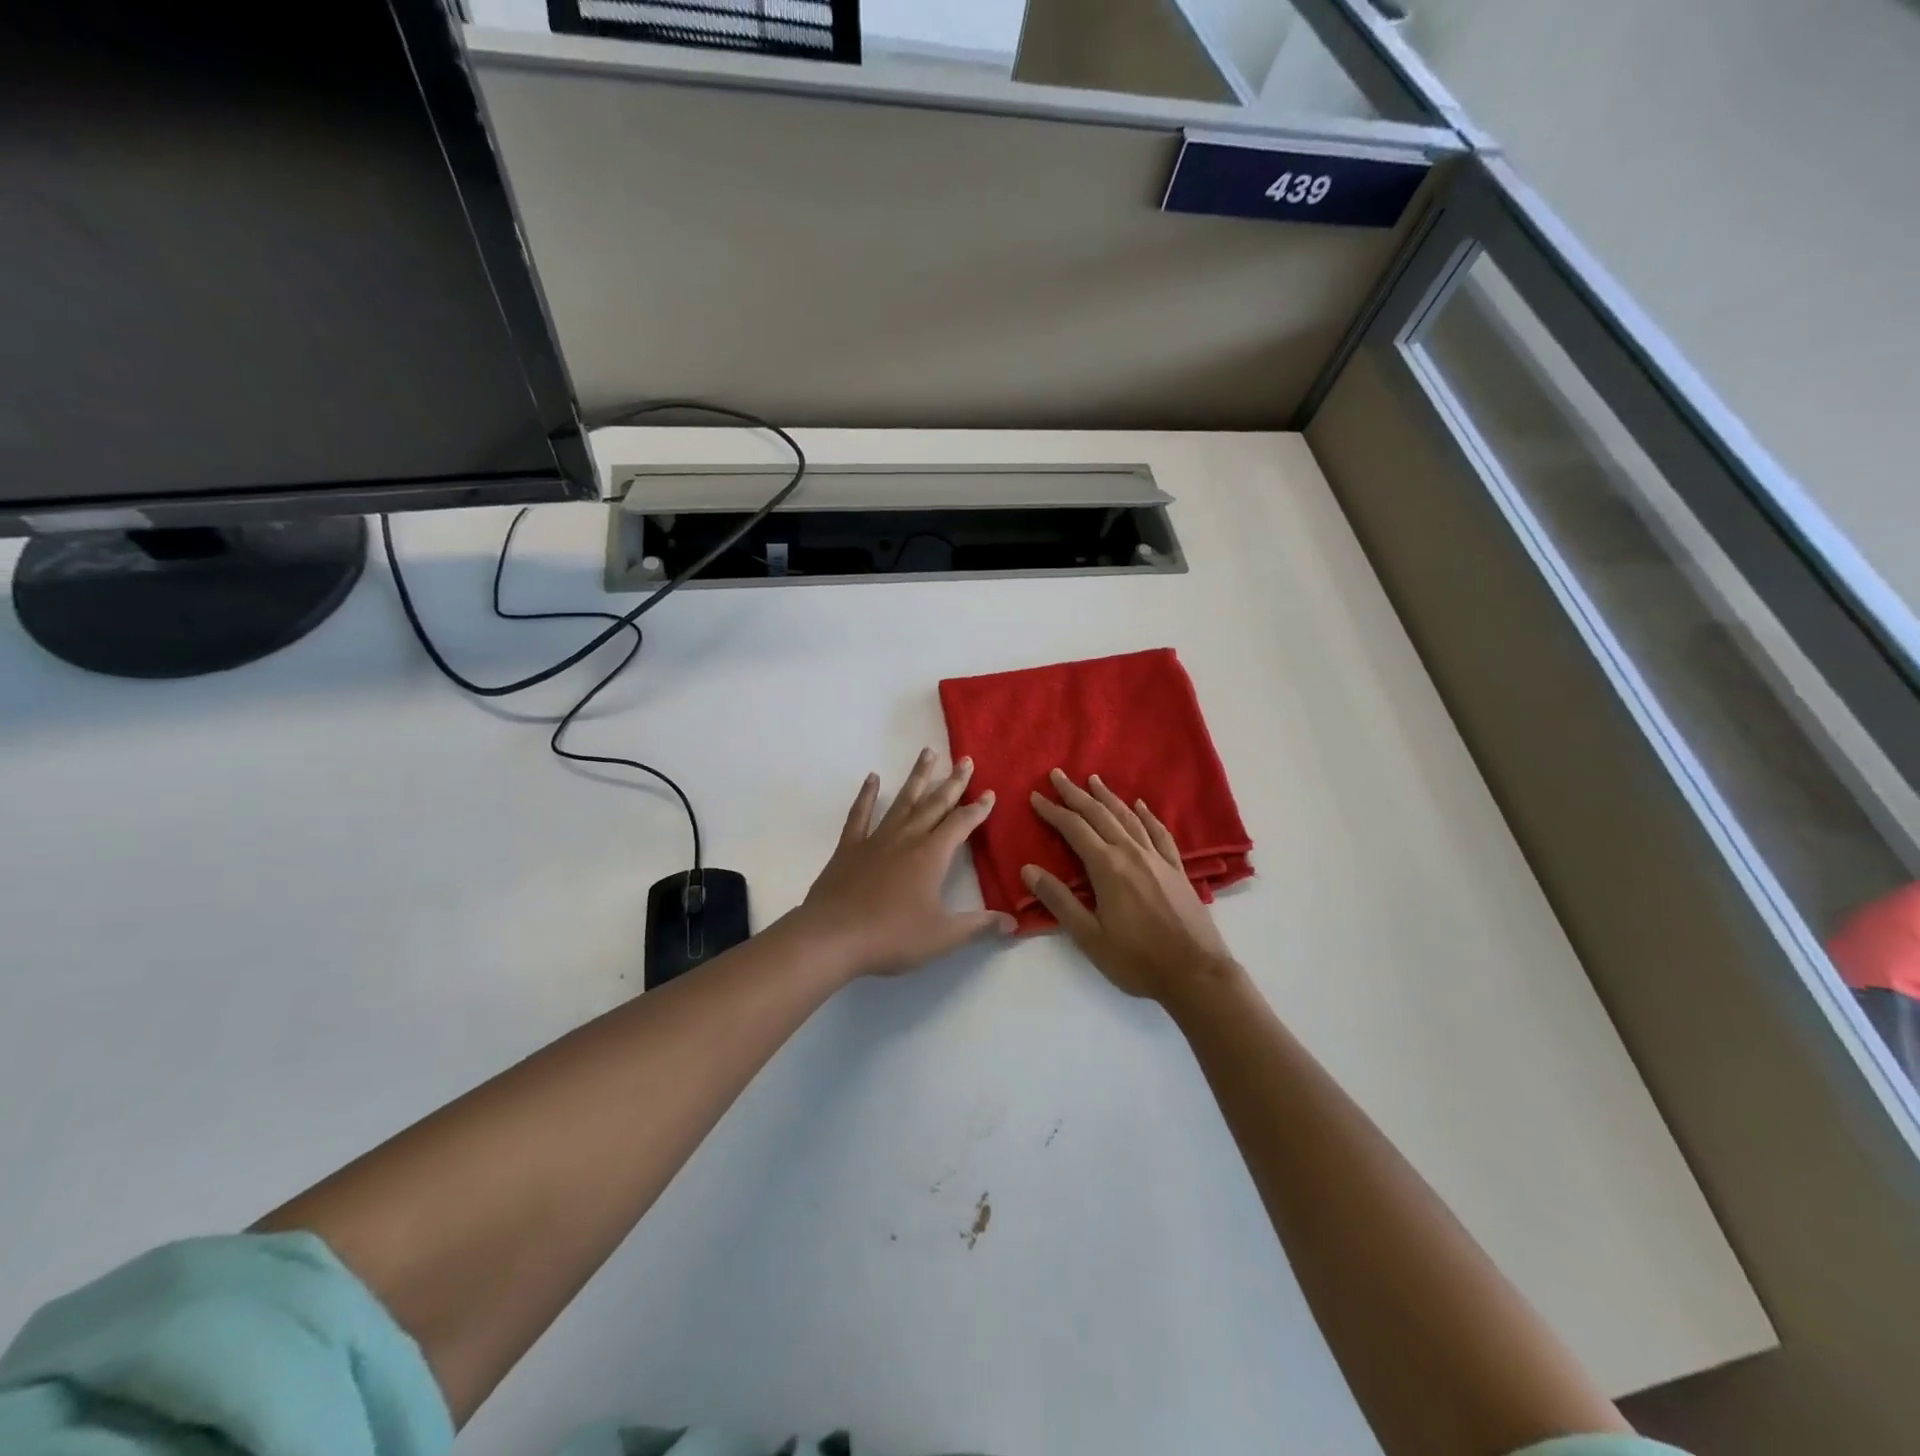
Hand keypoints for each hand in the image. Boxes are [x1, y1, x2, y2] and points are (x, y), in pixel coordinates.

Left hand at [794, 750, 1015, 978]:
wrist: (832, 936)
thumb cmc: (891, 936)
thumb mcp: (942, 936)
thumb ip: (978, 926)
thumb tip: (1013, 923)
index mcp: (932, 855)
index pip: (961, 824)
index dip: (978, 809)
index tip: (989, 793)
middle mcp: (907, 838)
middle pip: (935, 803)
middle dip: (953, 782)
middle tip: (965, 759)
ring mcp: (876, 839)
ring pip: (902, 801)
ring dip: (917, 777)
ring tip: (928, 752)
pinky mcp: (849, 847)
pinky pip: (860, 815)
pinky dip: (867, 795)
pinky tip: (872, 778)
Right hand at [1023, 769, 1239, 1003]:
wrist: (1196, 974)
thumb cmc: (1137, 960)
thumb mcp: (1089, 937)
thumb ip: (1059, 900)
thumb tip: (1028, 869)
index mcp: (1107, 867)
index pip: (1074, 829)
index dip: (1053, 811)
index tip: (1036, 796)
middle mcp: (1131, 853)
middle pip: (1099, 814)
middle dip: (1076, 793)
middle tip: (1058, 774)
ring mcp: (1157, 859)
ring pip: (1128, 817)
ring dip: (1108, 797)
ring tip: (1093, 780)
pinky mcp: (1177, 869)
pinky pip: (1159, 833)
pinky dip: (1147, 816)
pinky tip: (1141, 806)